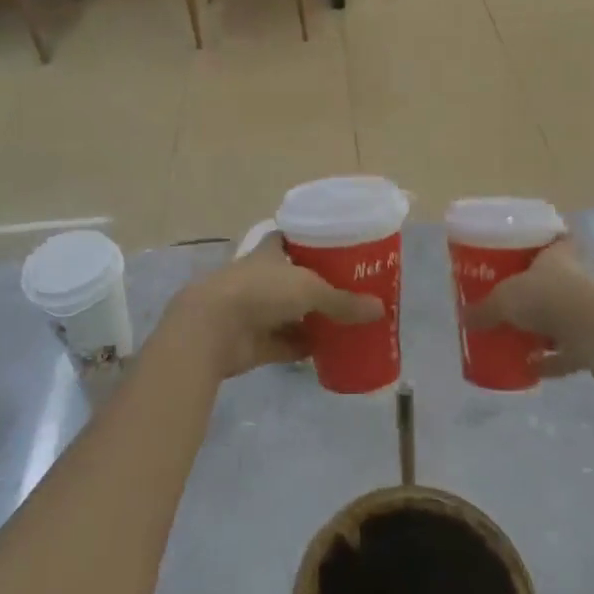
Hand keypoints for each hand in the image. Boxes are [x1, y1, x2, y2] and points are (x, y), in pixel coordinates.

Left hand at [164, 237, 383, 379]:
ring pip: (292, 313)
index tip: (342, 249)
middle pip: (297, 279)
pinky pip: (287, 344)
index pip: (295, 240)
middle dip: (322, 287)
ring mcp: (257, 311)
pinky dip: (305, 348)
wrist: (213, 328)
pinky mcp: (255, 342)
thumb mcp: (310, 289)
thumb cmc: (261, 291)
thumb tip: (380, 310)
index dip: (316, 243)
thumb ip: (343, 301)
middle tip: (355, 292)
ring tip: (349, 323)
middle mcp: (263, 278)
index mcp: (271, 252)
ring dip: (314, 320)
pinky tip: (331, 353)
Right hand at [464, 238, 593, 378]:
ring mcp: (587, 312)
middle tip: (514, 299)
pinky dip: (551, 360)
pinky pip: (567, 351)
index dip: (547, 242)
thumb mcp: (504, 299)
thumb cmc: (544, 297)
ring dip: (545, 328)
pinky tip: (531, 369)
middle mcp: (576, 279)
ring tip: (520, 337)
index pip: (558, 239)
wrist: (588, 330)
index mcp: (557, 257)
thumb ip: (484, 309)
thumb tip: (464, 318)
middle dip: (537, 291)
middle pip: (556, 281)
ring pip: (563, 316)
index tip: (532, 249)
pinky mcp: (591, 342)